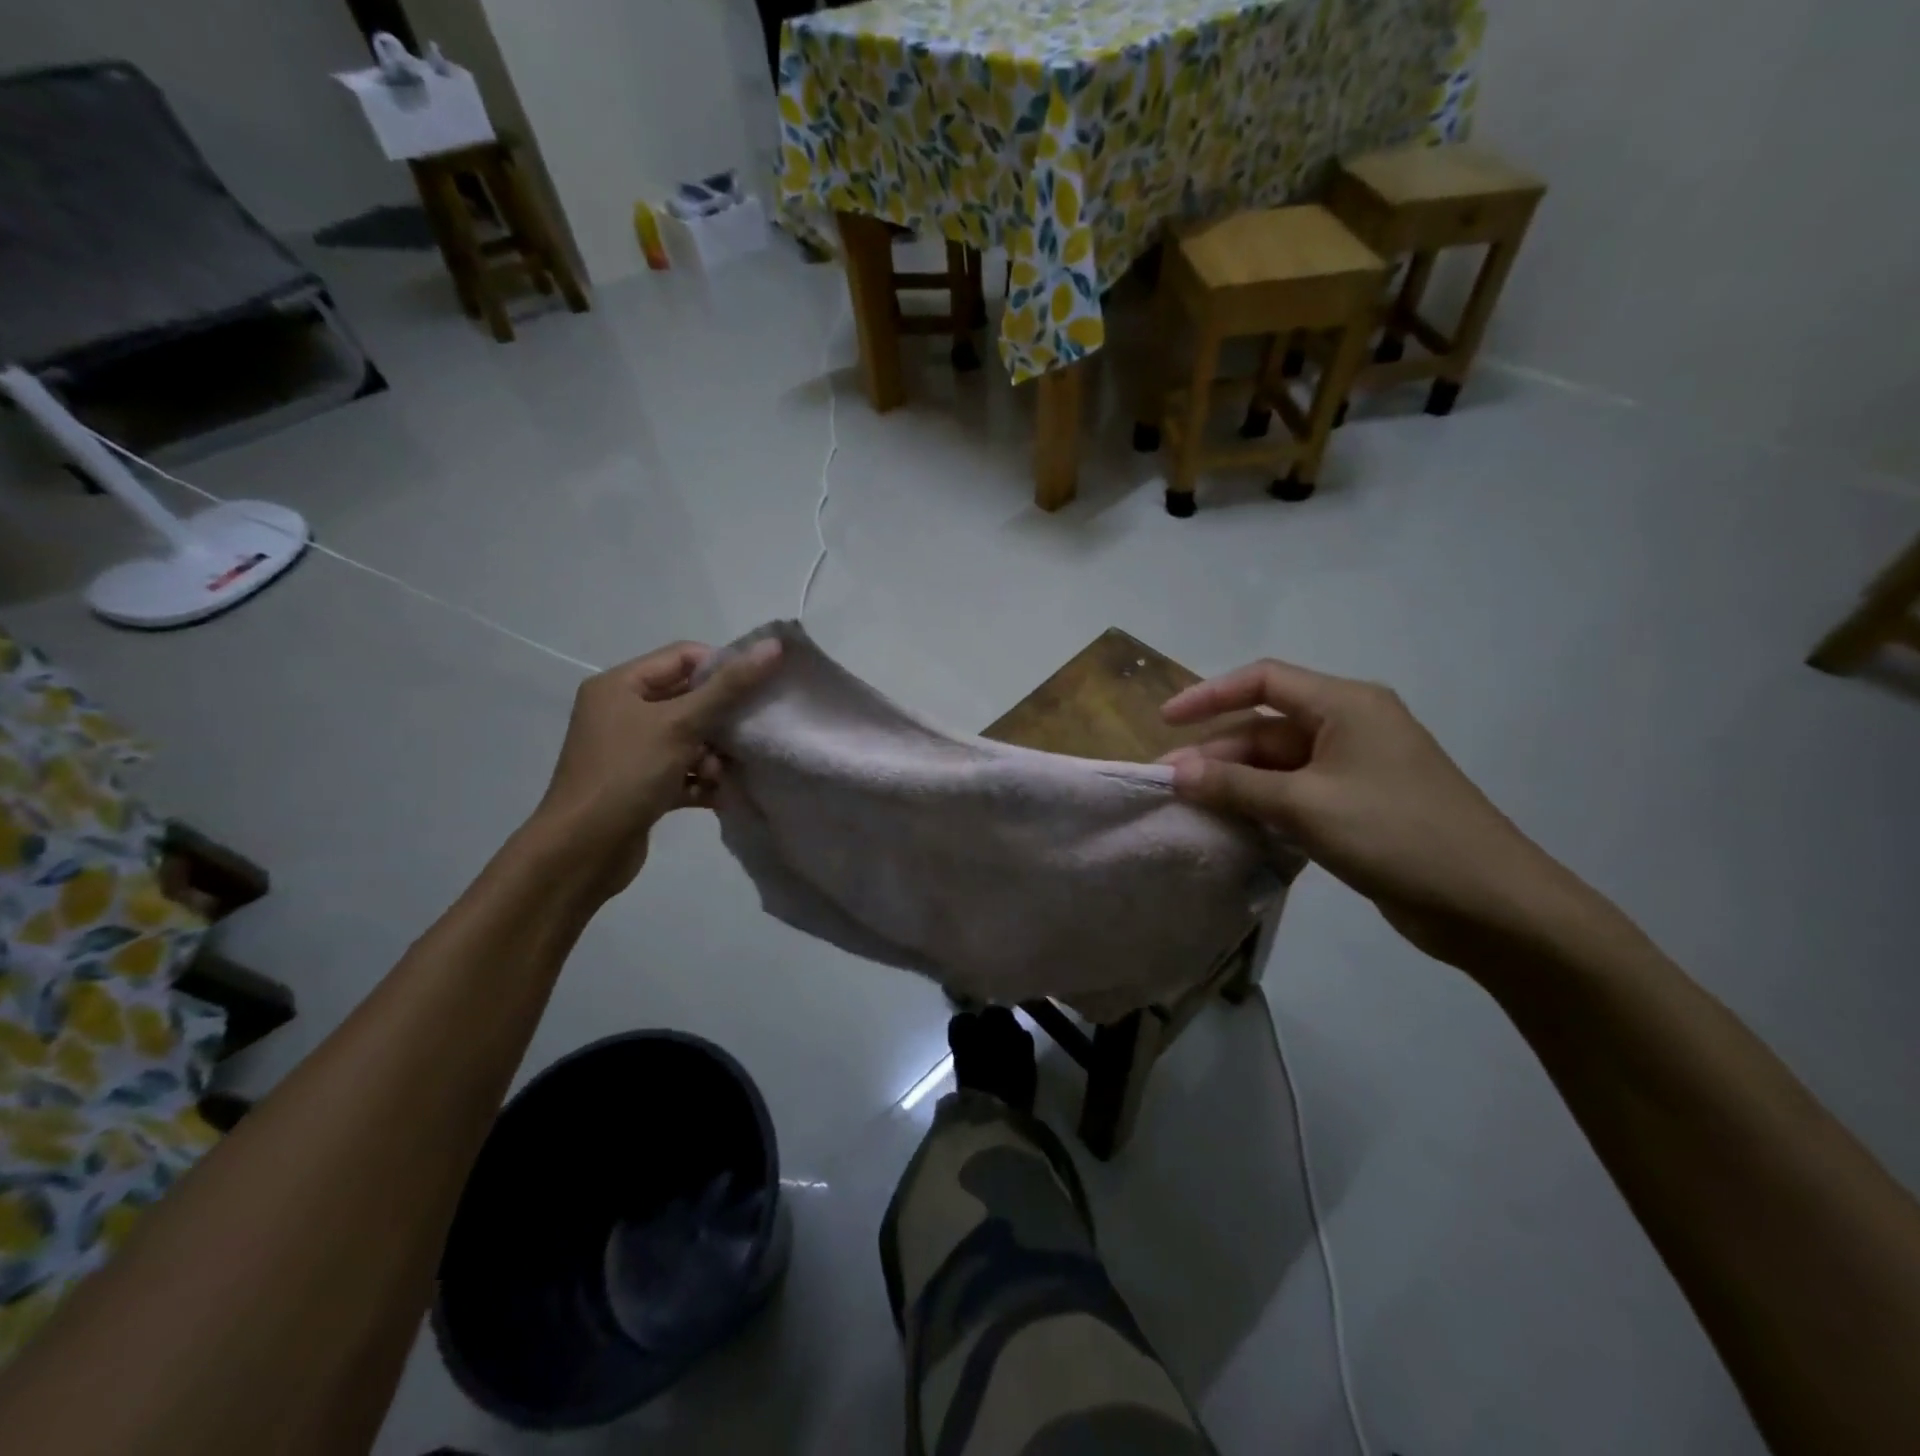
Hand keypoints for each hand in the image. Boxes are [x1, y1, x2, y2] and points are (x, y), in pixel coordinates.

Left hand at [527, 639, 780, 896]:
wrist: (582, 852)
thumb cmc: (627, 774)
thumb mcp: (680, 724)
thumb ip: (729, 686)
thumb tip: (773, 645)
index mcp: (621, 685)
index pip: (684, 657)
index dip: (724, 668)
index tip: (758, 691)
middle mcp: (623, 712)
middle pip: (690, 699)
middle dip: (723, 718)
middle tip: (751, 733)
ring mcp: (632, 750)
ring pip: (690, 738)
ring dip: (714, 755)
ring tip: (723, 774)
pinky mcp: (642, 785)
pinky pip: (683, 771)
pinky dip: (703, 780)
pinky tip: (720, 796)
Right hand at [1161, 659, 1596, 970]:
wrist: (1489, 904)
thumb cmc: (1396, 834)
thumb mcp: (1305, 805)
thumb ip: (1235, 786)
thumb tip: (1175, 773)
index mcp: (1346, 705)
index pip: (1264, 681)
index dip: (1210, 694)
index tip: (1166, 720)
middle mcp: (1350, 727)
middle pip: (1267, 727)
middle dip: (1217, 752)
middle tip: (1169, 782)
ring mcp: (1356, 769)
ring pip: (1278, 764)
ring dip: (1235, 782)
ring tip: (1190, 806)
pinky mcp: (1358, 806)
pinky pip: (1295, 794)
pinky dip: (1261, 805)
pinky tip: (1230, 825)